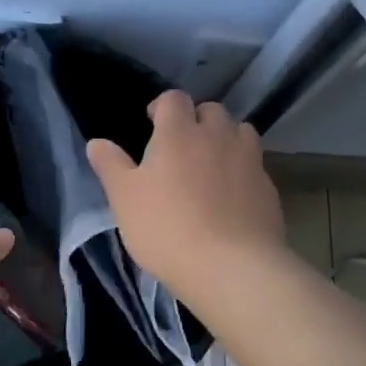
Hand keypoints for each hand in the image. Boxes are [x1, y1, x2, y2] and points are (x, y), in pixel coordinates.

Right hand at [87, 91, 286, 301]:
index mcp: (179, 132)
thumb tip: (96, 142)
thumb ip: (110, 166)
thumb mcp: (124, 199)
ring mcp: (249, 160)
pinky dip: (242, 172)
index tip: (152, 124)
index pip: (173, 99)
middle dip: (196, 121)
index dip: (162, 107)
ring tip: (211, 166)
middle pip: (211, 111)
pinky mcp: (269, 188)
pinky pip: (254, 167)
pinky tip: (231, 198)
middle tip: (181, 148)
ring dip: (225, 140)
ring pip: (240, 133)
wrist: (230, 266)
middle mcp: (218, 136)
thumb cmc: (166, 228)